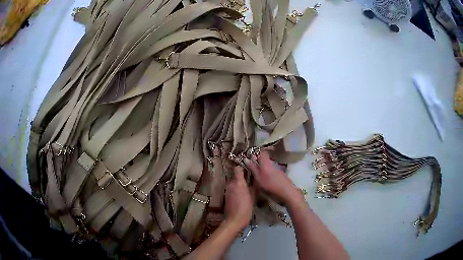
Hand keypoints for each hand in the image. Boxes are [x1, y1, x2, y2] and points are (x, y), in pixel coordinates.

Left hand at [224, 166, 253, 229]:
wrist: (234, 220)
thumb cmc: (246, 208)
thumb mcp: (253, 197)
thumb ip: (253, 187)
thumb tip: (254, 180)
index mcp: (238, 183)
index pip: (237, 169)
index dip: (242, 169)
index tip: (248, 171)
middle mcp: (231, 184)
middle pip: (235, 177)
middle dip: (241, 179)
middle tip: (249, 184)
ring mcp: (227, 190)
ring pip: (233, 184)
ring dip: (238, 186)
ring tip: (246, 191)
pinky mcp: (225, 196)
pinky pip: (231, 190)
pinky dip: (235, 191)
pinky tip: (240, 197)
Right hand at [244, 151, 300, 204]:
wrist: (286, 191)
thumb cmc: (270, 185)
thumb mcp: (258, 178)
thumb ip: (253, 168)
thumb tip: (246, 159)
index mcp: (266, 162)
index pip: (262, 152)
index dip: (256, 152)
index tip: (250, 156)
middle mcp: (272, 163)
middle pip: (265, 159)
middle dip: (258, 161)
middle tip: (251, 167)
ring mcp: (278, 169)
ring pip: (268, 165)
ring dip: (263, 168)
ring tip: (258, 175)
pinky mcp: (281, 175)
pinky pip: (272, 170)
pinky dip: (268, 173)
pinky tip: (266, 180)